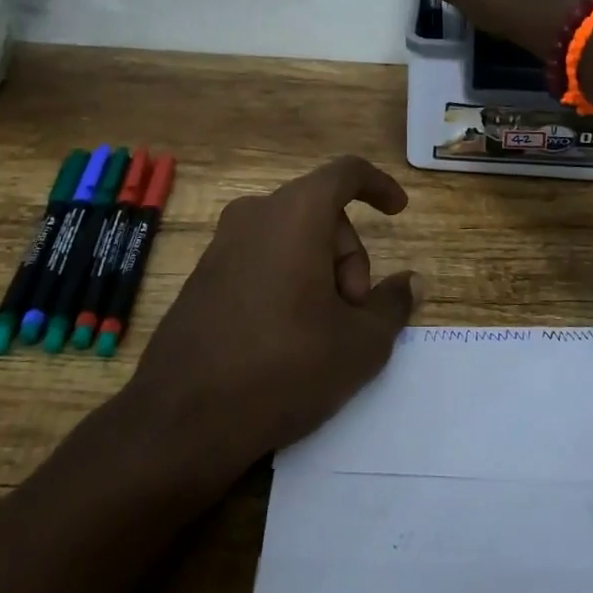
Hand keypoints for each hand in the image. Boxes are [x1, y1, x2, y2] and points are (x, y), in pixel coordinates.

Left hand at [129, 156, 423, 472]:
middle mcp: (254, 215)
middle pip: (320, 212)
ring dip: (319, 270)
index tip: (398, 211)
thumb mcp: (359, 344)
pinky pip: (260, 256)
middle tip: (354, 312)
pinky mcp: (202, 274)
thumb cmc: (284, 367)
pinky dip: (286, 278)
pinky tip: (286, 334)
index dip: (378, 185)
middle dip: (349, 255)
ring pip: (290, 236)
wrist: (182, 419)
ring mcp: (221, 244)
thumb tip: (411, 282)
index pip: (345, 173)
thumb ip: (392, 304)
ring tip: (322, 331)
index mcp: (295, 214)